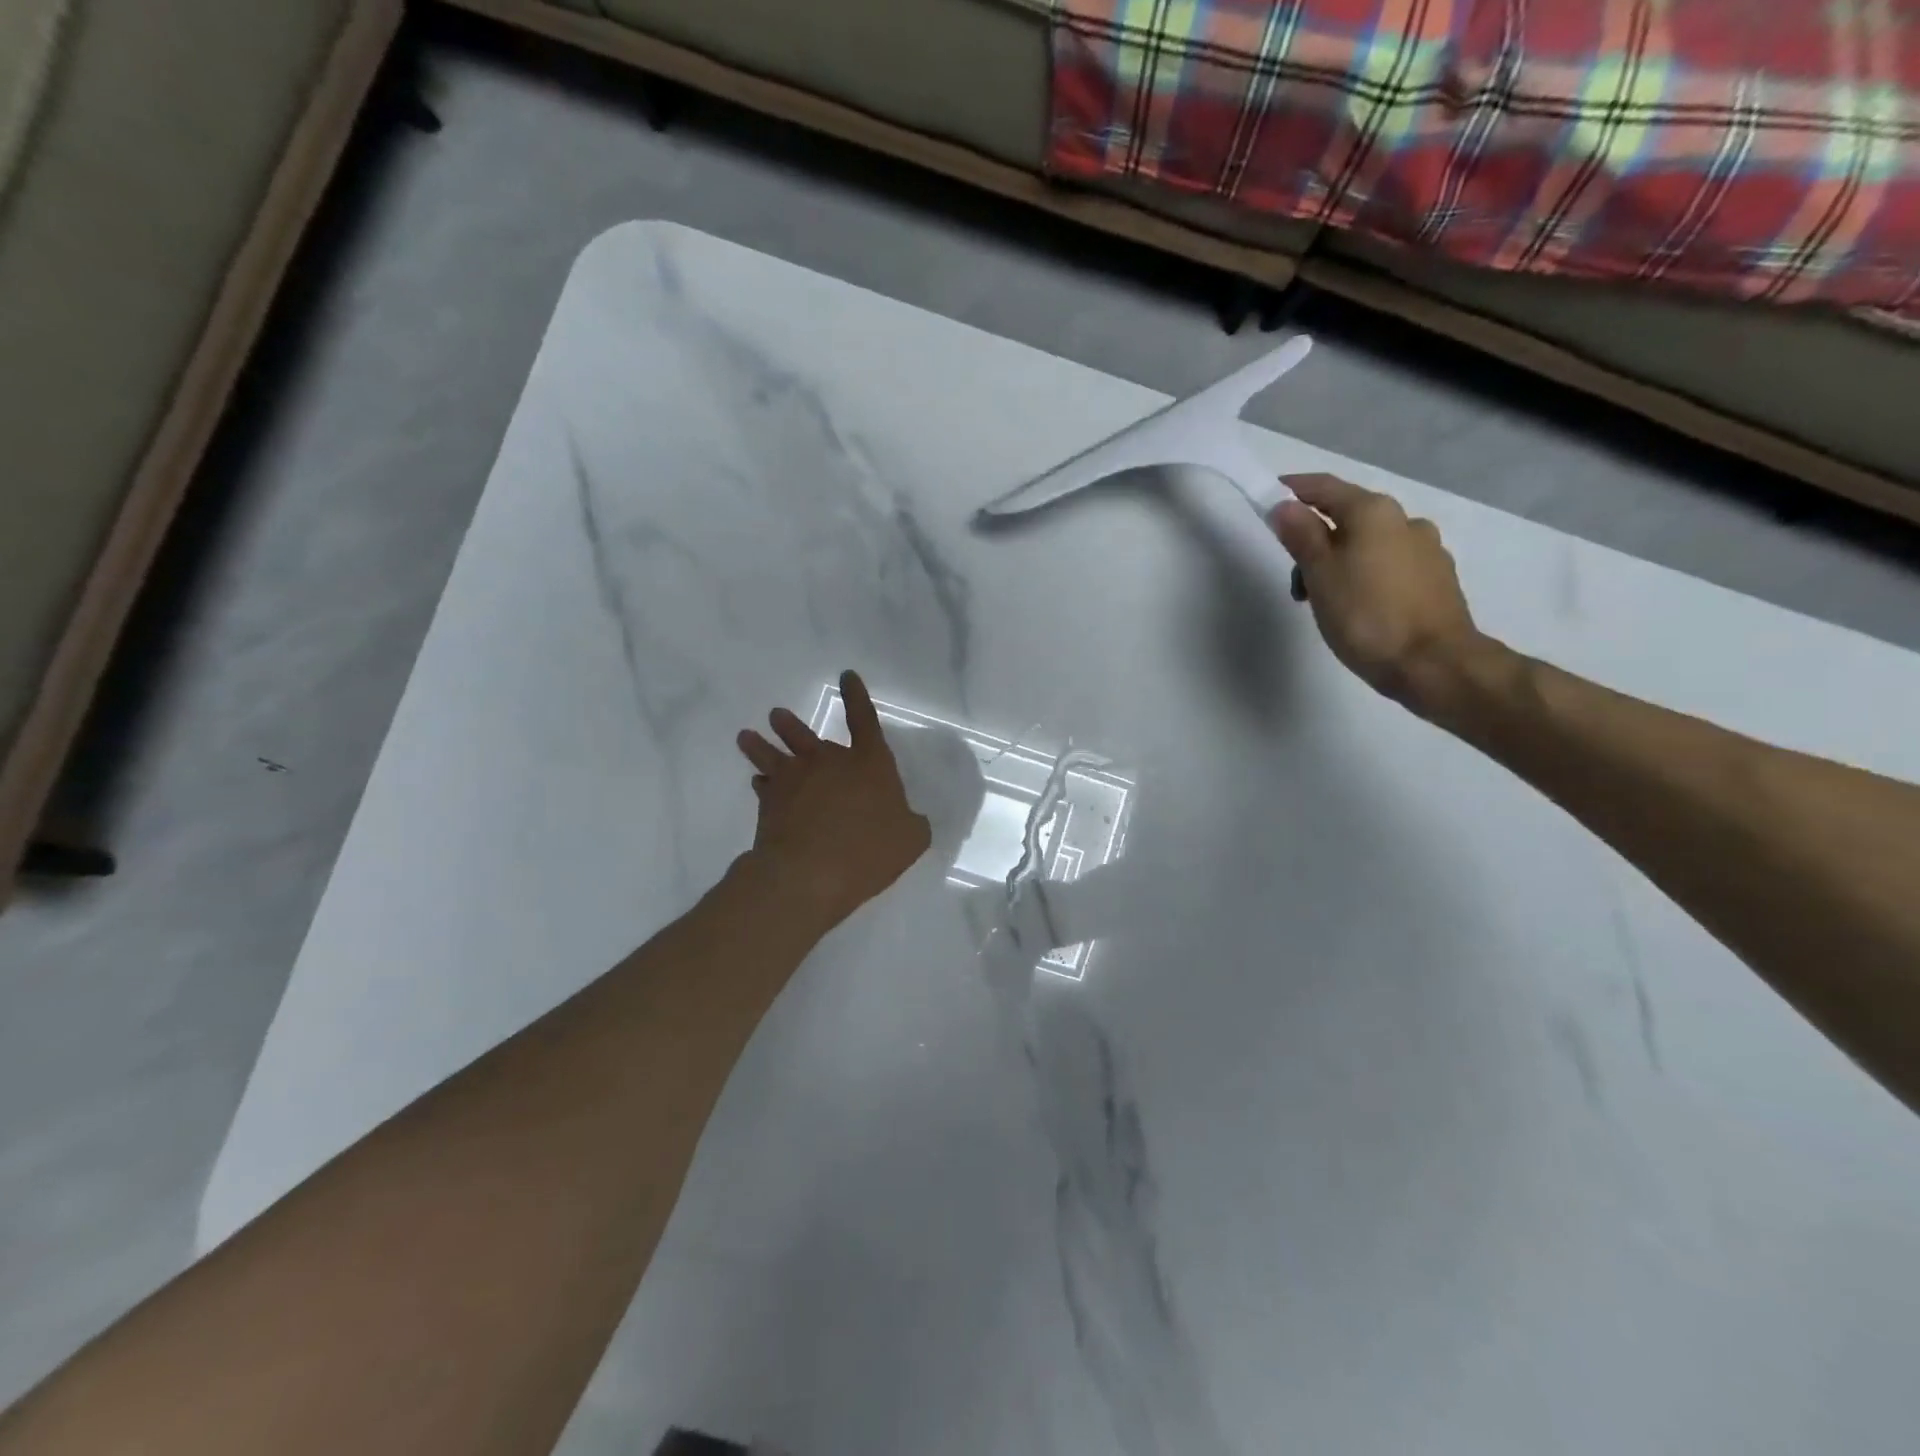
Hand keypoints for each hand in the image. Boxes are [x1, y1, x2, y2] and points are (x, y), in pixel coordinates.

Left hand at [736, 670, 932, 928]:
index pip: (864, 720)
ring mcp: (794, 780)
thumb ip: (912, 824)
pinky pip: (763, 785)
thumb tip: (909, 820)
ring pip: (773, 753)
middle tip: (776, 714)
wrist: (810, 872)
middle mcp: (828, 762)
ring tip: (748, 735)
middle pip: (806, 734)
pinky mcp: (770, 802)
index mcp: (868, 762)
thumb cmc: (869, 849)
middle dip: (791, 724)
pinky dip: (762, 783)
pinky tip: (758, 783)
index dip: (857, 696)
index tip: (846, 676)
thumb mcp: (911, 839)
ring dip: (761, 743)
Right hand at [1269, 473, 1486, 715]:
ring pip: (1369, 543)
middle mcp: (1405, 521)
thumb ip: (1301, 536)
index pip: (1325, 488)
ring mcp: (1426, 549)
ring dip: (1340, 560)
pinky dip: (1365, 574)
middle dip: (1315, 537)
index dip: (1293, 489)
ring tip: (1324, 601)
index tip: (1268, 497)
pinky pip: (1389, 564)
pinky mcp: (1436, 579)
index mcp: (1374, 513)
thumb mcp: (1320, 575)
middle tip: (1294, 576)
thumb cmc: (1366, 617)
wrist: (1434, 664)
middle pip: (1348, 516)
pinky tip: (1358, 606)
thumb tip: (1284, 506)